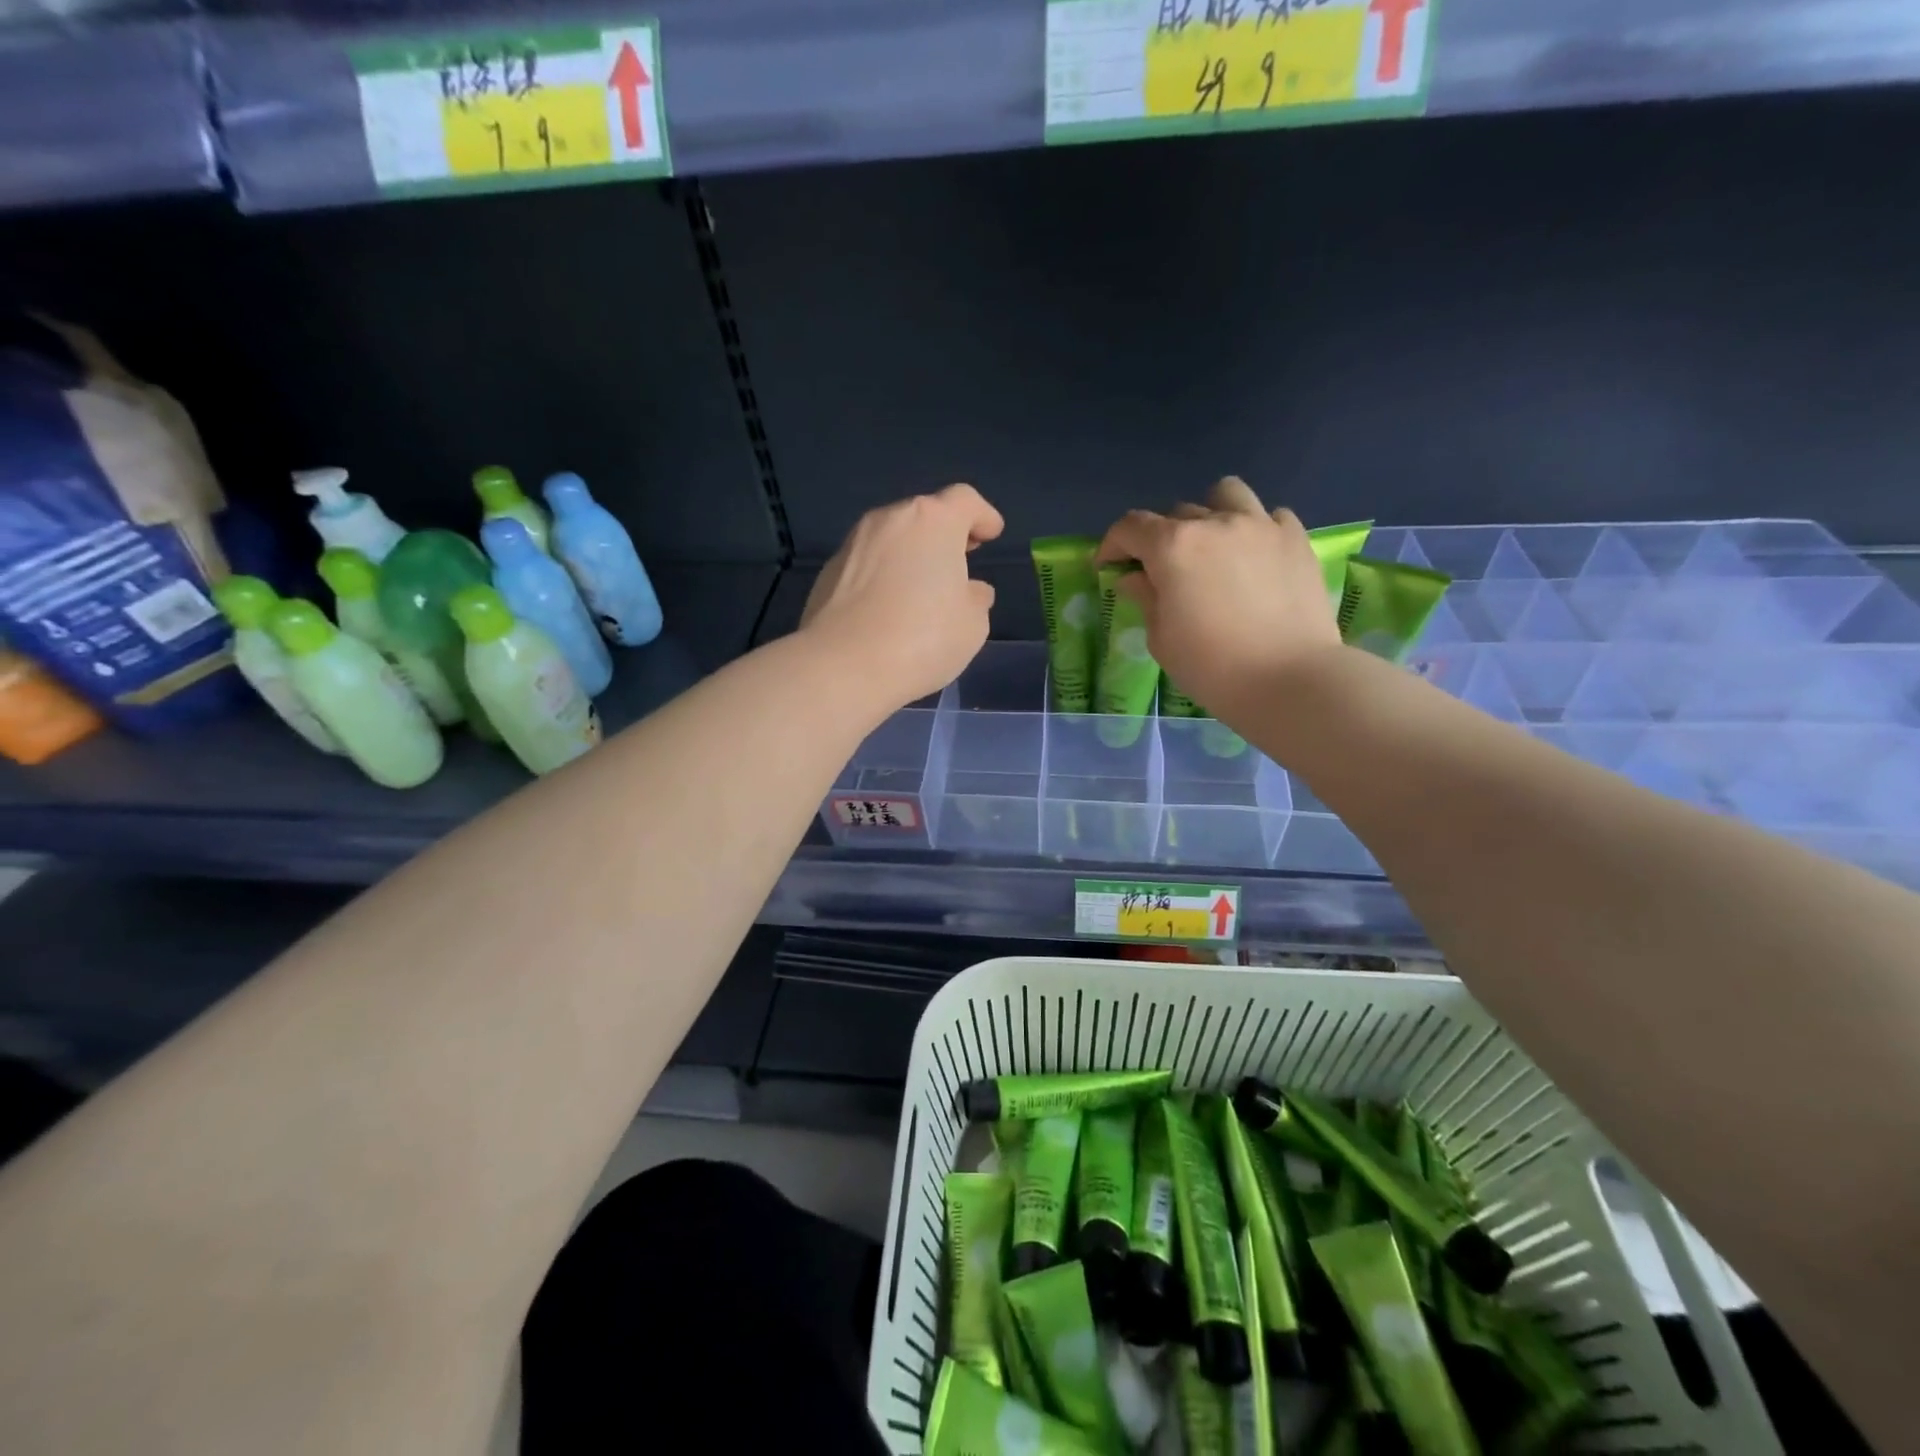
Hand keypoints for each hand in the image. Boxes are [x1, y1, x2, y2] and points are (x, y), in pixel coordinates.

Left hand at [801, 484, 1003, 712]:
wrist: (843, 666)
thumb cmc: (922, 639)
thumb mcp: (972, 625)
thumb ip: (976, 599)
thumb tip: (970, 590)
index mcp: (933, 521)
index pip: (965, 501)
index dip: (982, 515)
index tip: (991, 534)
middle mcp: (889, 520)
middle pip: (924, 516)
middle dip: (944, 535)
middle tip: (959, 561)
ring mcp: (853, 544)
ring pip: (892, 538)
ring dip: (910, 554)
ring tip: (922, 589)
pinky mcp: (828, 572)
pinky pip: (867, 564)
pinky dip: (883, 575)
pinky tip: (888, 608)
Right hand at [1096, 476, 1340, 718]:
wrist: (1289, 679)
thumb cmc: (1212, 667)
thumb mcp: (1161, 639)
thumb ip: (1146, 598)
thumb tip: (1134, 578)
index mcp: (1173, 547)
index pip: (1130, 527)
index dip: (1113, 544)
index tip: (1109, 566)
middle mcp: (1215, 523)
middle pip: (1176, 514)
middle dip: (1161, 539)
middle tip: (1163, 572)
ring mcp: (1260, 526)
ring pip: (1226, 496)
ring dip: (1210, 514)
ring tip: (1212, 547)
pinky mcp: (1295, 538)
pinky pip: (1269, 517)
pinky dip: (1255, 530)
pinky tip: (1254, 558)